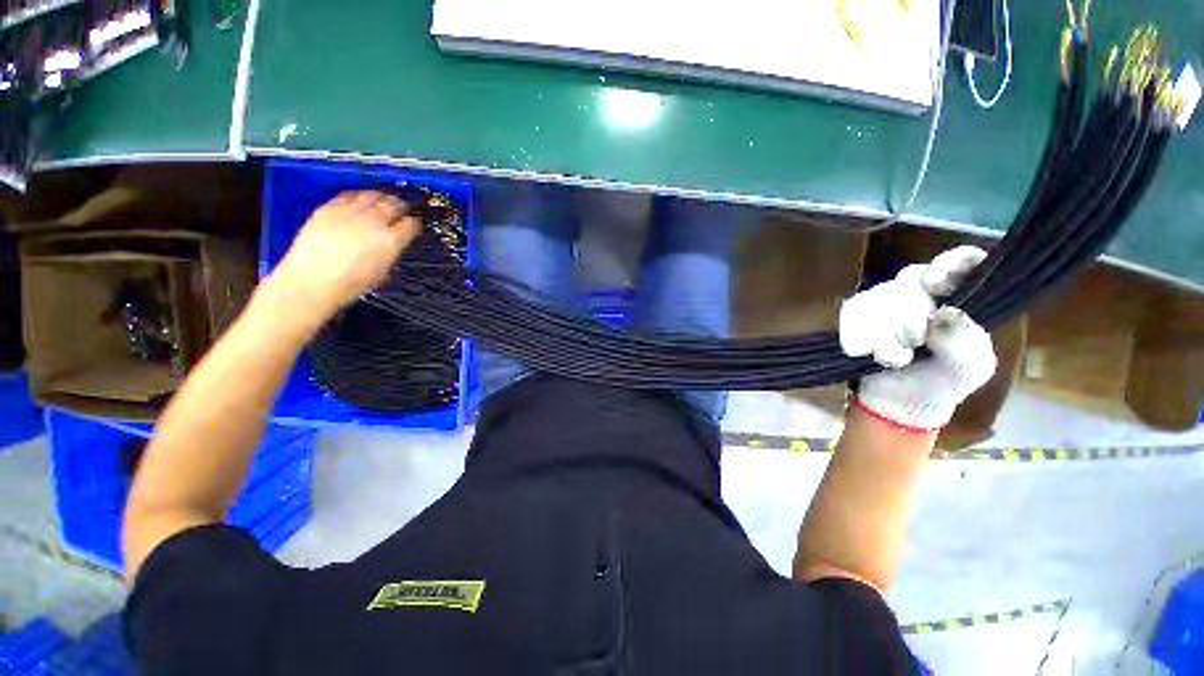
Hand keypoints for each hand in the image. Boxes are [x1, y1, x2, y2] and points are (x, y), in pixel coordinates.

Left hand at [267, 191, 419, 322]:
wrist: (312, 280)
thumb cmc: (351, 283)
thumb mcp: (382, 271)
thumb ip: (390, 252)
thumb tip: (393, 243)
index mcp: (390, 240)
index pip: (410, 224)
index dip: (414, 223)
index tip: (413, 225)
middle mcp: (373, 222)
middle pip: (393, 204)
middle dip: (401, 206)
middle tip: (402, 208)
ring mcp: (350, 212)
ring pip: (373, 195)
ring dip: (382, 197)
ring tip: (384, 200)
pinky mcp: (329, 208)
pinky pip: (350, 194)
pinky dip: (359, 195)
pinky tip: (360, 200)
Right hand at [839, 246, 996, 431]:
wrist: (899, 403)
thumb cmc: (942, 382)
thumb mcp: (968, 369)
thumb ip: (964, 342)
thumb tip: (944, 314)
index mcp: (959, 297)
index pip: (963, 261)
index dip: (948, 264)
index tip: (934, 286)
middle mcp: (921, 291)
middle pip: (909, 283)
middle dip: (908, 322)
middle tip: (913, 348)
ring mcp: (885, 300)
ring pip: (877, 300)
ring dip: (882, 337)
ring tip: (892, 360)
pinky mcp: (856, 313)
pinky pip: (851, 312)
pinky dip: (856, 336)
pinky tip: (862, 353)